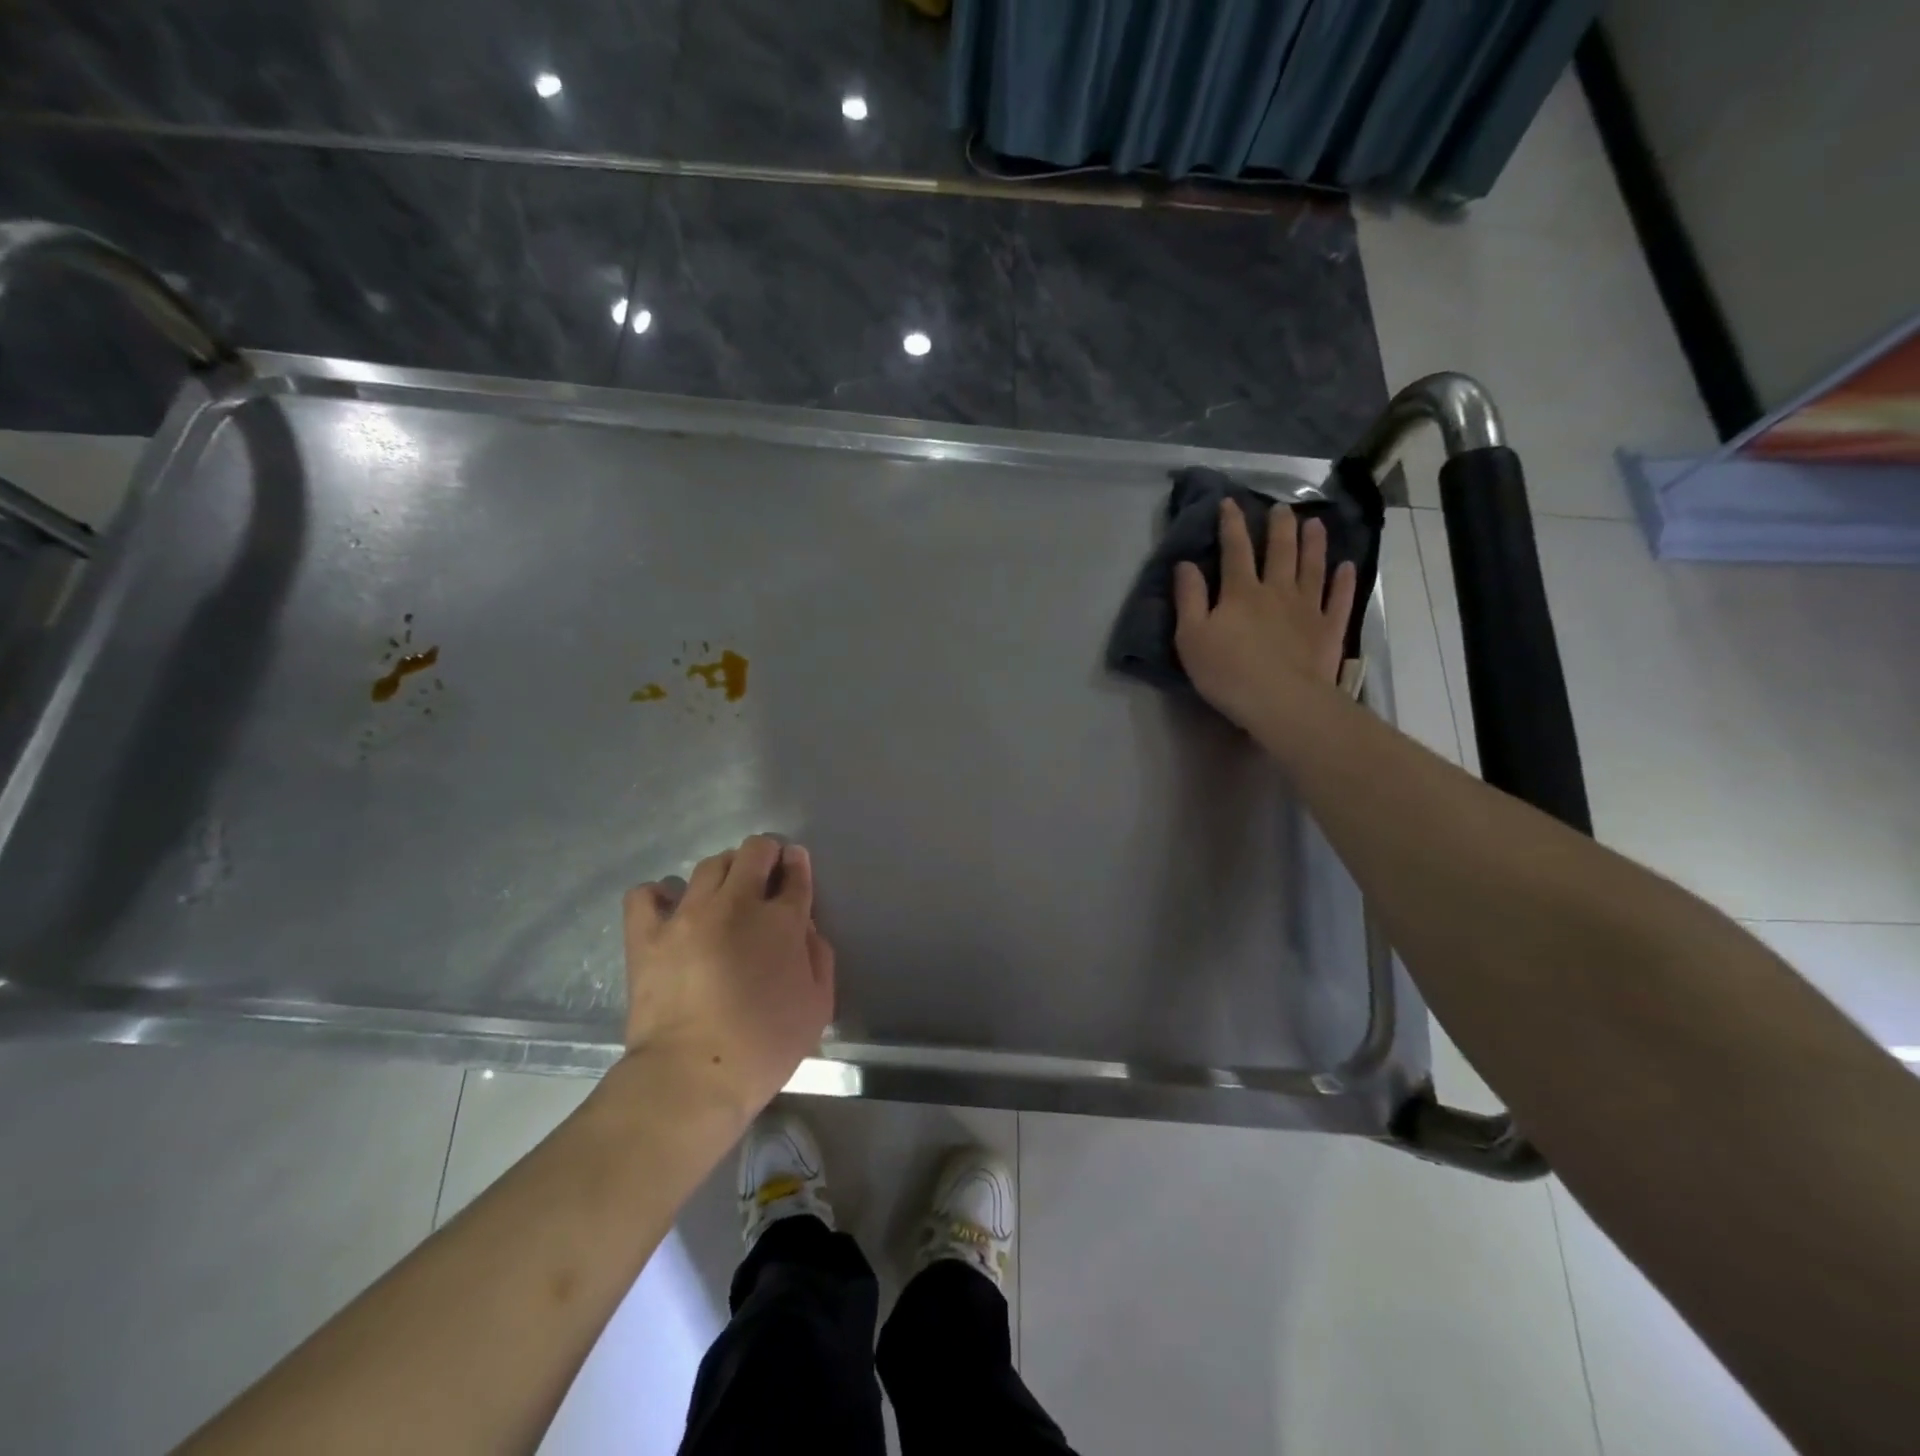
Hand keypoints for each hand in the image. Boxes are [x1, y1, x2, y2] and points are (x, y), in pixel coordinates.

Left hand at [622, 835, 835, 1120]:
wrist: (692, 1077)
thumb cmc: (764, 1047)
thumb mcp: (818, 1006)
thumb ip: (818, 956)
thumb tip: (804, 927)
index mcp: (782, 921)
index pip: (795, 874)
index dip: (798, 864)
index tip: (795, 865)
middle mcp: (737, 904)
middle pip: (754, 852)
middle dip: (766, 854)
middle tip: (766, 875)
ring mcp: (688, 914)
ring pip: (709, 865)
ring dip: (724, 870)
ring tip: (723, 893)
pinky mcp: (648, 934)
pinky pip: (646, 894)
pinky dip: (660, 894)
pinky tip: (670, 908)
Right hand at [1173, 498, 1356, 729]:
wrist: (1281, 701)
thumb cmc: (1227, 672)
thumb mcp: (1191, 637)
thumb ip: (1189, 598)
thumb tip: (1185, 564)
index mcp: (1240, 592)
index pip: (1235, 550)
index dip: (1231, 524)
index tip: (1229, 502)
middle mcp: (1277, 591)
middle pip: (1280, 551)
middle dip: (1278, 526)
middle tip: (1281, 507)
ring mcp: (1308, 609)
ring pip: (1312, 568)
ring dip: (1314, 543)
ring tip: (1315, 523)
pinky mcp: (1329, 629)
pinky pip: (1338, 599)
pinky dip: (1344, 582)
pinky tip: (1347, 567)